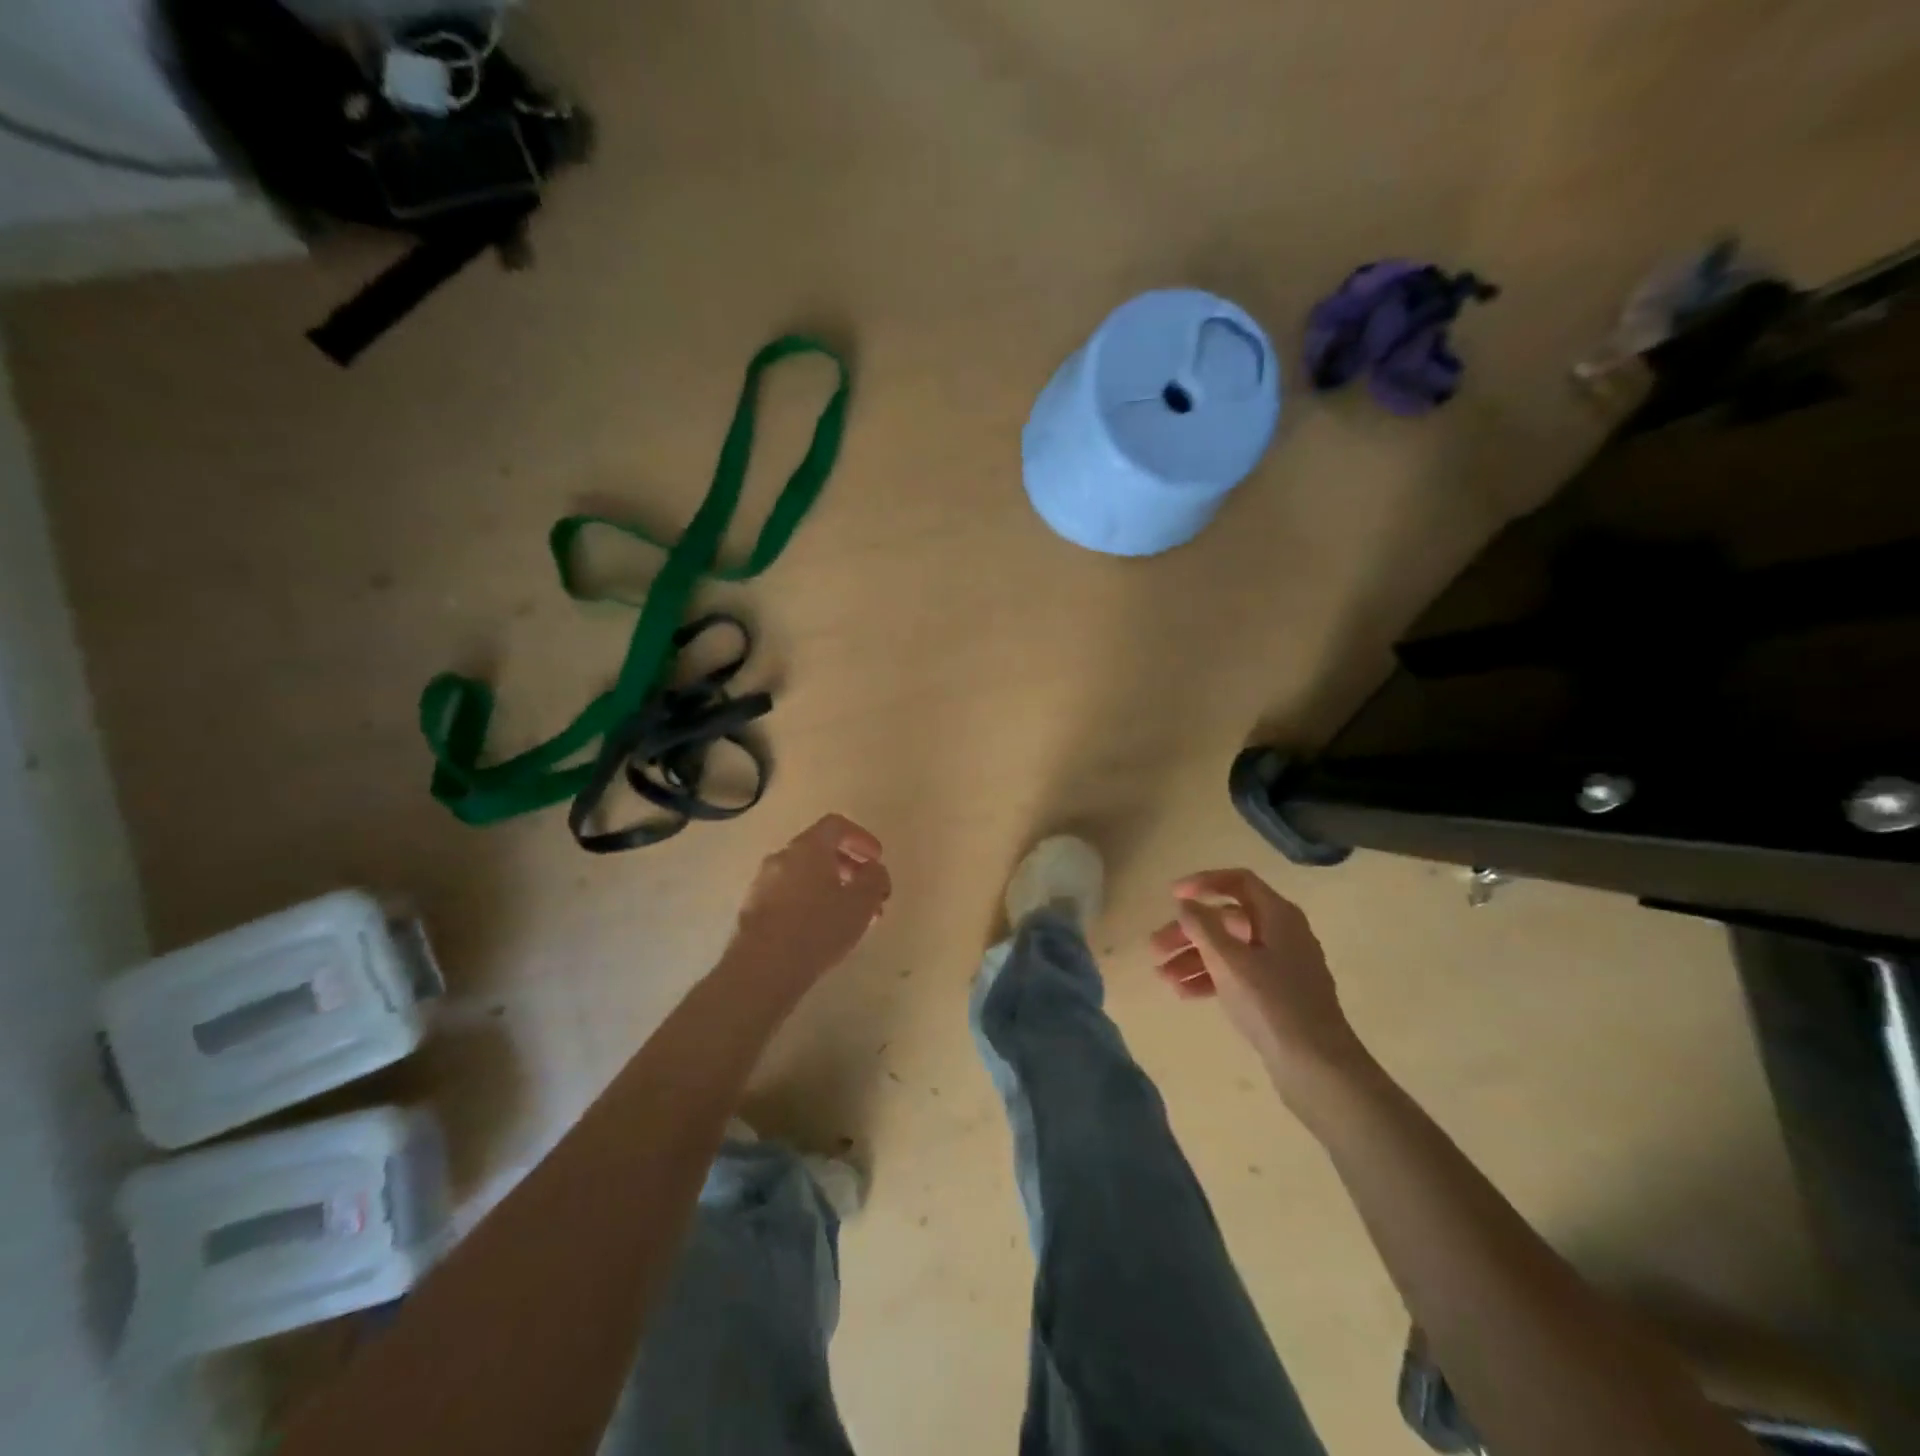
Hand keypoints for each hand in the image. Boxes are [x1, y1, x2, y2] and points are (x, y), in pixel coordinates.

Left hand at [723, 814, 890, 992]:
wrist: (761, 969)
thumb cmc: (817, 929)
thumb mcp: (860, 904)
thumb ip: (874, 879)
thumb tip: (874, 869)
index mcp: (808, 847)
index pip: (836, 825)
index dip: (861, 838)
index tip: (877, 859)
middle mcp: (782, 857)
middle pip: (820, 850)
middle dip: (849, 867)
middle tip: (868, 893)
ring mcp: (763, 883)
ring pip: (804, 875)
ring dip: (830, 888)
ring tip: (849, 917)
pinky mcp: (753, 909)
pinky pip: (788, 894)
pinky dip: (809, 902)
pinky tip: (821, 930)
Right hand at [1149, 868, 1368, 1094]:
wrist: (1317, 1067)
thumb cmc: (1272, 1003)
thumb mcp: (1229, 961)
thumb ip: (1203, 926)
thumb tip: (1186, 904)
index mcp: (1278, 916)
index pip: (1238, 882)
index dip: (1203, 883)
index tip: (1171, 896)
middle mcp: (1282, 934)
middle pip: (1227, 919)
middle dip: (1188, 932)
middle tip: (1155, 947)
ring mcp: (1280, 966)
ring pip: (1229, 950)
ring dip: (1193, 958)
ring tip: (1162, 976)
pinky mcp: (1277, 995)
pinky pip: (1237, 975)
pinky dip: (1210, 979)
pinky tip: (1183, 993)